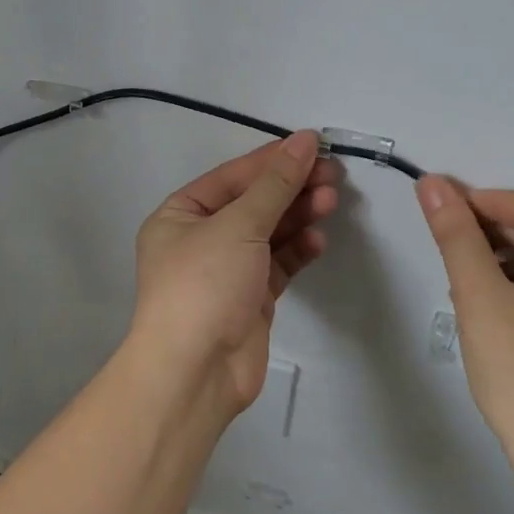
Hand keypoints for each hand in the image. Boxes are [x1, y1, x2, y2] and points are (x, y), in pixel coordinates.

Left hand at [129, 131, 342, 415]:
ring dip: (298, 217)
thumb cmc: (204, 285)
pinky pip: (277, 265)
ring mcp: (226, 271)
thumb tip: (304, 142)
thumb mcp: (238, 226)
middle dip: (291, 189)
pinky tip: (317, 241)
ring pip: (268, 234)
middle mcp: (200, 239)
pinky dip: (297, 251)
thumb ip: (275, 185)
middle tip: (332, 176)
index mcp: (180, 215)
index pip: (232, 177)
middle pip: (253, 203)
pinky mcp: (250, 299)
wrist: (196, 371)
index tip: (314, 145)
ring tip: (331, 202)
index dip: (272, 159)